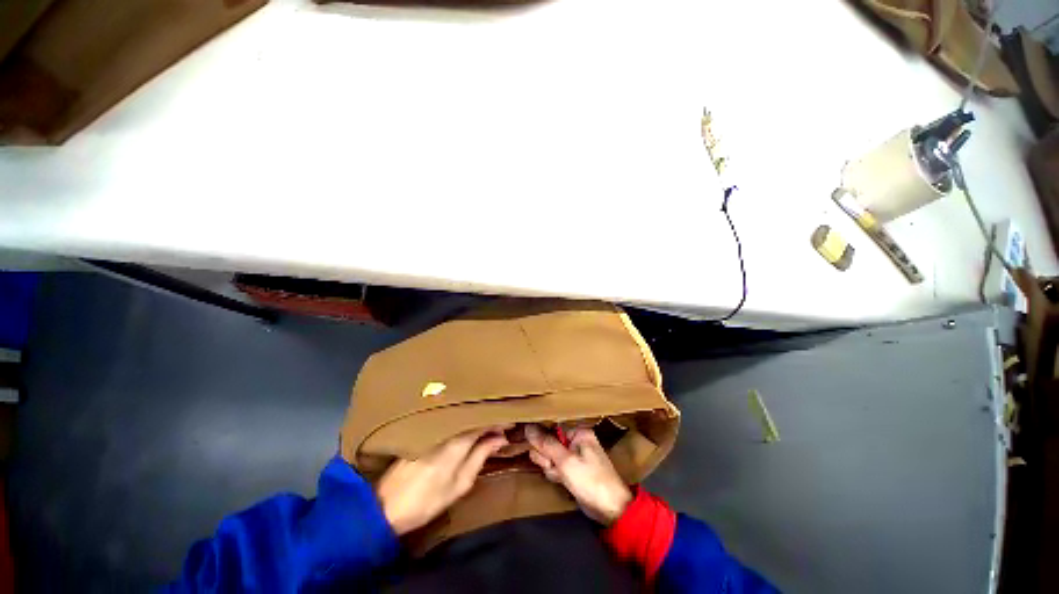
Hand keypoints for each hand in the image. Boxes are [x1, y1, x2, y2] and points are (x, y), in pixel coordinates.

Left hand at [377, 428, 508, 535]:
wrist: (386, 505)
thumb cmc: (427, 500)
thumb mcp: (459, 484)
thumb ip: (480, 456)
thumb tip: (500, 438)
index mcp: (457, 441)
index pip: (484, 421)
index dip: (500, 419)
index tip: (512, 421)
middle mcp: (447, 427)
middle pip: (474, 415)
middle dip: (490, 417)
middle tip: (504, 424)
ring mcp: (435, 427)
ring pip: (463, 416)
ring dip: (478, 418)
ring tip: (491, 425)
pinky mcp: (427, 430)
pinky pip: (452, 420)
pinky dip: (465, 422)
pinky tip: (471, 427)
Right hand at [525, 424, 631, 525]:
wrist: (611, 510)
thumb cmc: (591, 481)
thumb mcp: (566, 461)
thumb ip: (546, 444)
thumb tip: (528, 427)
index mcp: (578, 432)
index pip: (551, 428)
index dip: (543, 442)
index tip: (545, 456)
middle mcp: (576, 439)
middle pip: (549, 442)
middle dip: (548, 458)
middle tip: (555, 468)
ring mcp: (575, 455)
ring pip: (550, 455)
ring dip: (551, 468)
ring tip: (562, 477)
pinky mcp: (573, 468)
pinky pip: (556, 465)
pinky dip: (556, 474)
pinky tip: (562, 481)